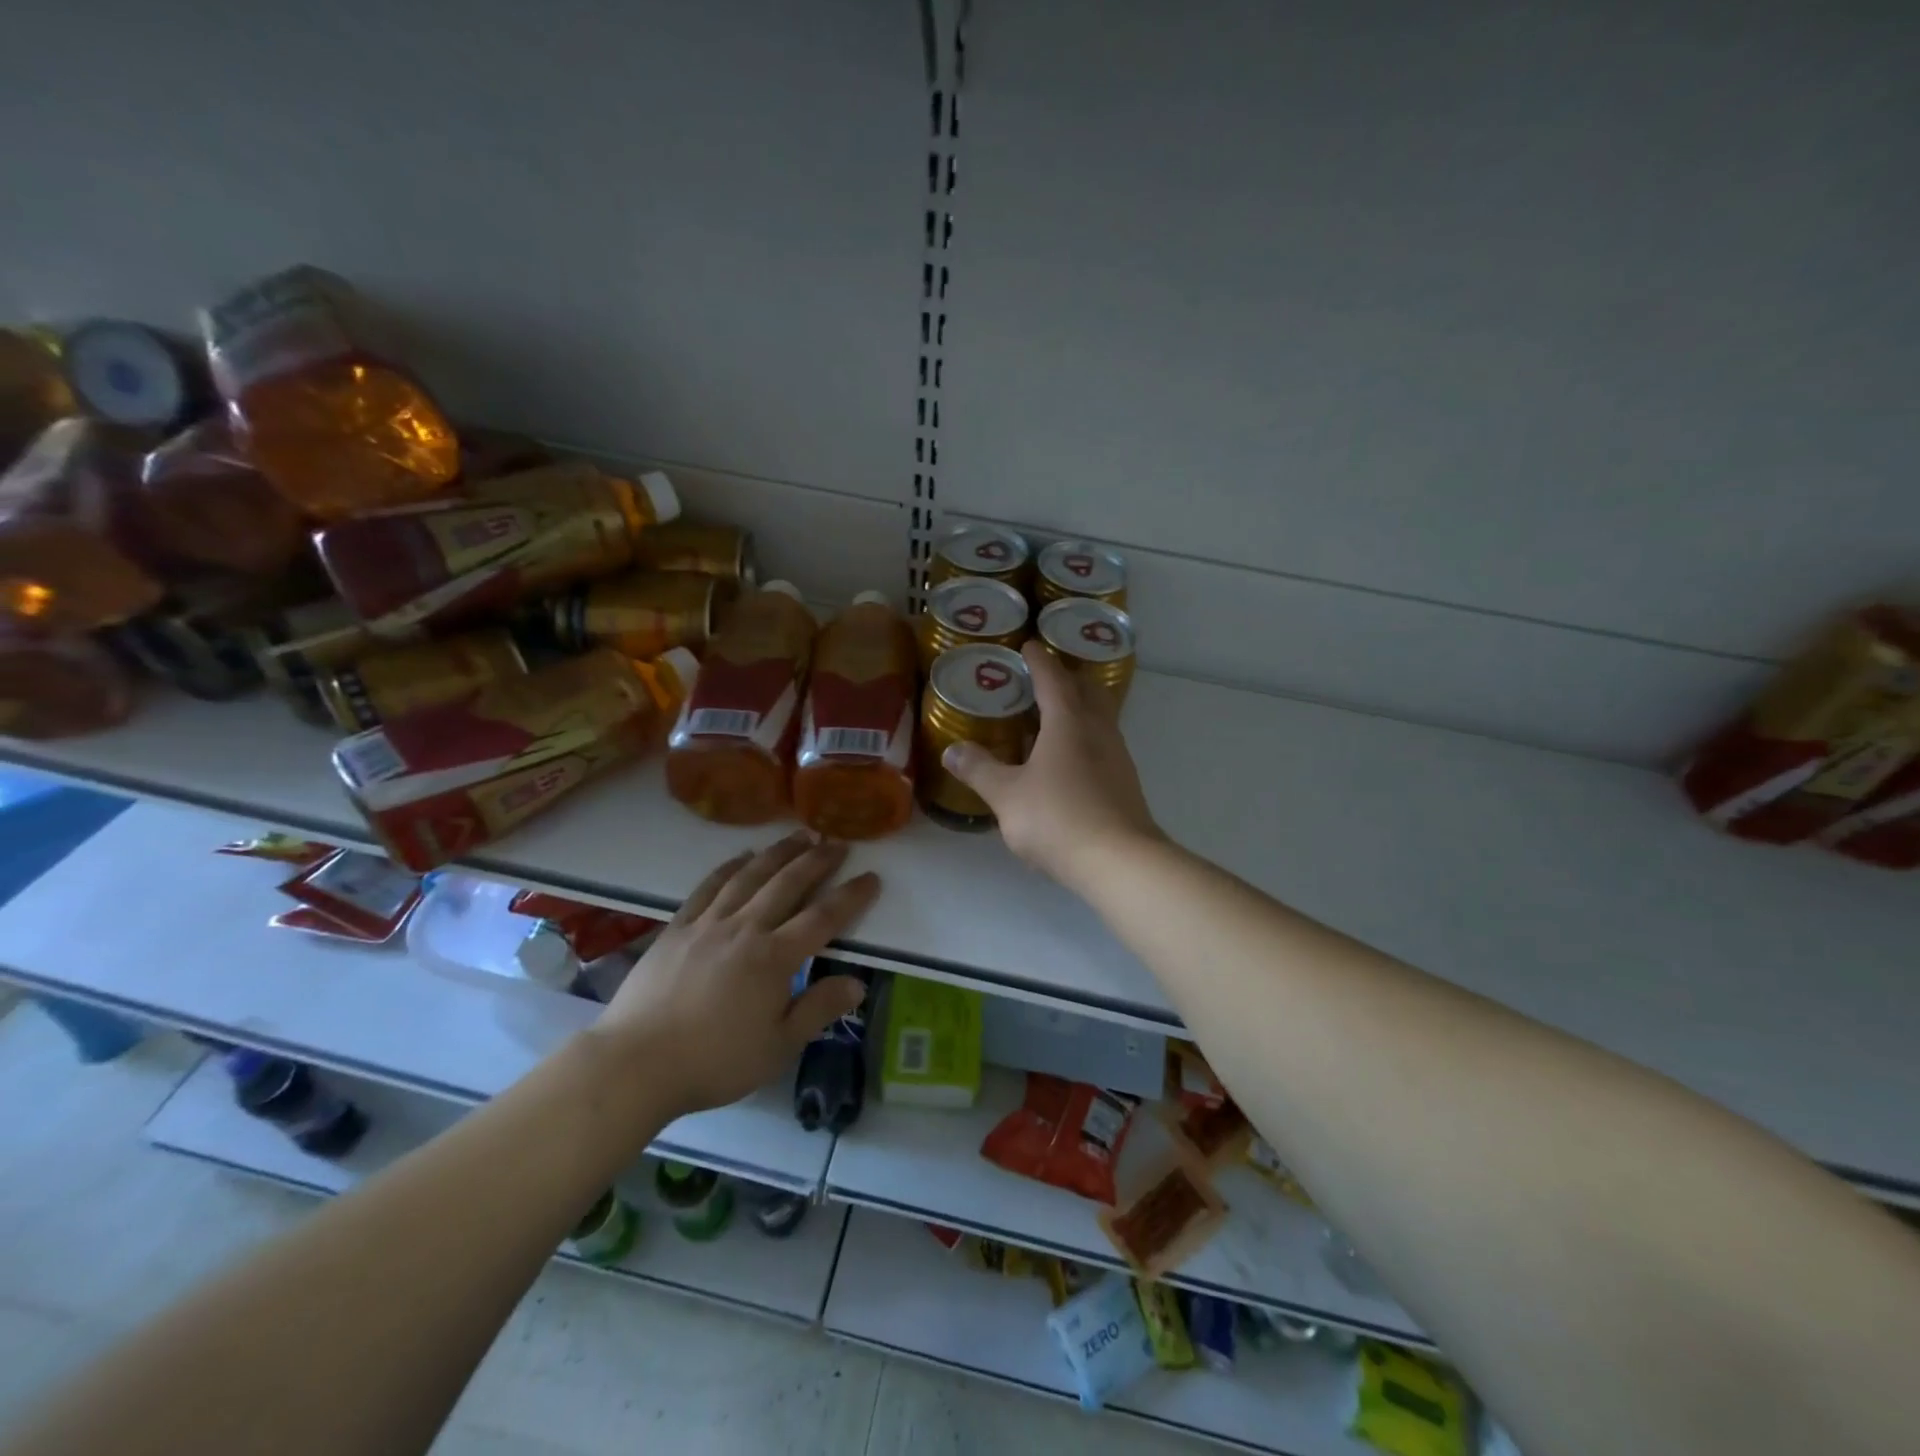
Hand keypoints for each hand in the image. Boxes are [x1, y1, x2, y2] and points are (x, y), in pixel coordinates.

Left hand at [589, 833, 879, 1117]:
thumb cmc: (714, 1061)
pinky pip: (708, 887)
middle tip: (837, 843)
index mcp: (774, 958)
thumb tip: (858, 983)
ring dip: (778, 853)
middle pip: (787, 884)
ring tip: (799, 836)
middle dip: (817, 860)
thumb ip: (818, 1010)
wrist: (636, 1063)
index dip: (851, 896)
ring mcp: (708, 923)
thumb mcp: (778, 1047)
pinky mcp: (678, 927)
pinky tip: (742, 857)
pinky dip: (729, 867)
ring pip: (750, 876)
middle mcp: (745, 928)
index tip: (871, 877)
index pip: (823, 918)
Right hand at [941, 640, 1161, 889]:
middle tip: (1040, 680)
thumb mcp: (1006, 795)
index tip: (1028, 646)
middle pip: (1086, 690)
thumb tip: (952, 750)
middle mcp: (1098, 730)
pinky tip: (1066, 761)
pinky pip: (1102, 743)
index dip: (1038, 660)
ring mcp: (1117, 755)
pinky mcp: (1125, 781)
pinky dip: (1084, 738)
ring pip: (1098, 717)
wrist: (1119, 861)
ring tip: (1049, 719)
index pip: (1053, 678)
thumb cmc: (1058, 818)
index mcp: (1068, 722)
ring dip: (1077, 709)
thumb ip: (979, 770)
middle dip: (1065, 679)